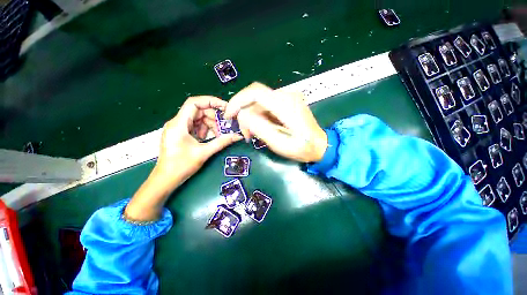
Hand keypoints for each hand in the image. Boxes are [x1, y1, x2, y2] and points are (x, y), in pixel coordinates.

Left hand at [125, 96, 241, 220]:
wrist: (165, 179)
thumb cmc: (181, 166)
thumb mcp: (204, 152)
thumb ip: (222, 142)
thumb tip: (237, 136)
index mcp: (179, 124)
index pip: (194, 103)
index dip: (210, 101)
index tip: (224, 107)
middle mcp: (177, 123)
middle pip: (198, 111)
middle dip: (213, 117)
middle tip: (225, 126)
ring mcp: (178, 128)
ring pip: (198, 119)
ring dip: (210, 125)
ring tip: (218, 135)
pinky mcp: (181, 134)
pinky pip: (195, 126)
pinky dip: (205, 130)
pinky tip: (210, 138)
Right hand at [224, 82, 327, 162]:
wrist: (321, 145)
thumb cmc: (303, 148)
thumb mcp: (280, 144)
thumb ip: (261, 128)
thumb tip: (243, 115)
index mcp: (286, 105)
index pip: (255, 92)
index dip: (237, 101)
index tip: (229, 115)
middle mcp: (287, 95)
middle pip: (255, 97)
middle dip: (244, 113)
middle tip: (246, 133)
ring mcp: (288, 97)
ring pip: (259, 102)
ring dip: (252, 116)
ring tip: (253, 133)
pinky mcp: (287, 102)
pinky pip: (266, 105)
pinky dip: (259, 116)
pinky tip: (262, 127)